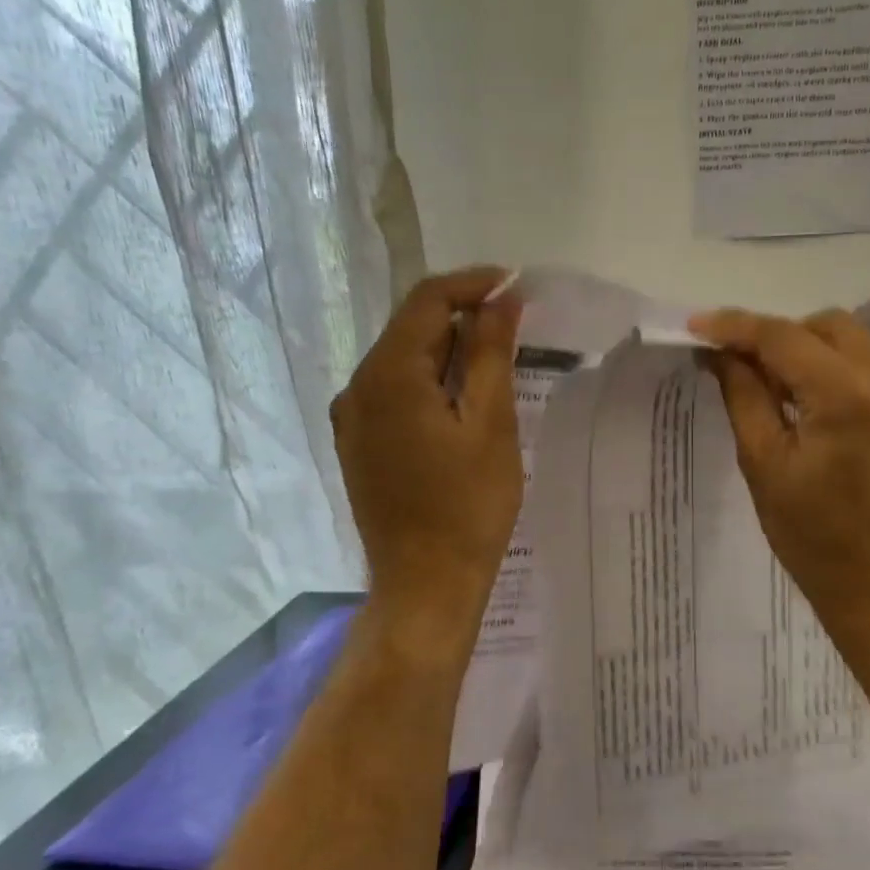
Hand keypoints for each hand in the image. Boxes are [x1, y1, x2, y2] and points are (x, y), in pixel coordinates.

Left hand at [332, 268, 522, 637]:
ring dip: (449, 348)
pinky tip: (463, 395)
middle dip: (463, 315)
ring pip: (403, 358)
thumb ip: (491, 354)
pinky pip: (395, 390)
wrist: (425, 585)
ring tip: (498, 357)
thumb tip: (502, 299)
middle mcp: (357, 387)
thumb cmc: (468, 507)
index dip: (474, 284)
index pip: (428, 300)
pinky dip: (430, 378)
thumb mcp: (491, 424)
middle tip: (516, 322)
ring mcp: (352, 418)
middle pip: (411, 326)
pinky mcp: (358, 443)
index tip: (517, 287)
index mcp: (388, 375)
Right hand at [690, 307, 869, 661]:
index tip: (695, 327)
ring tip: (769, 387)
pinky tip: (809, 404)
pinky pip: (869, 366)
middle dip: (775, 335)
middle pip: (824, 326)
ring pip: (850, 341)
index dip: (734, 326)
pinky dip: (832, 369)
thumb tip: (721, 354)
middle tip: (735, 365)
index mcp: (846, 397)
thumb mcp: (766, 469)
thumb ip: (743, 398)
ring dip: (805, 350)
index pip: (782, 336)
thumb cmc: (818, 544)